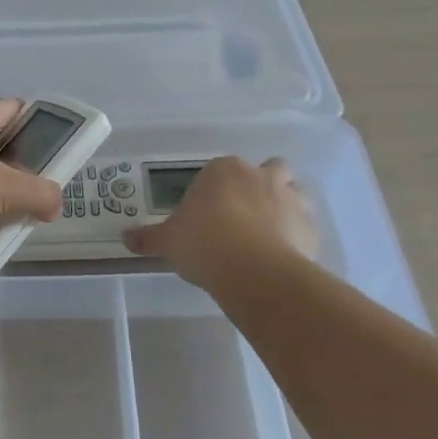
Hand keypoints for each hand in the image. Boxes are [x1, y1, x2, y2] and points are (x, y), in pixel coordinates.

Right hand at [123, 156, 320, 289]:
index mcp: (224, 169)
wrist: (252, 269)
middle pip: (269, 168)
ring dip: (286, 205)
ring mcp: (291, 198)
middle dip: (262, 185)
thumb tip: (126, 238)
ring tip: (269, 234)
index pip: (221, 170)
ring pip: (295, 191)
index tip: (209, 213)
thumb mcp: (168, 240)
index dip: (216, 190)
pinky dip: (298, 235)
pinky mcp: (311, 227)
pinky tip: (284, 256)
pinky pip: (306, 225)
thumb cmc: (203, 242)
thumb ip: (149, 237)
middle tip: (246, 215)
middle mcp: (261, 175)